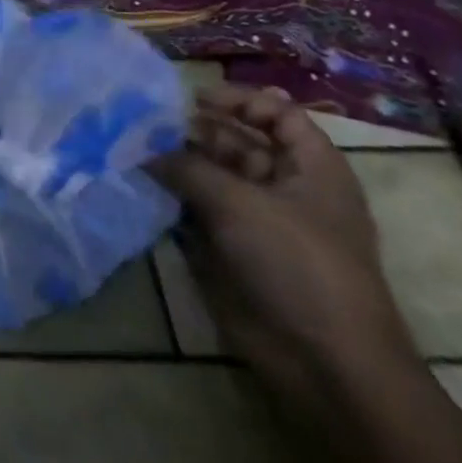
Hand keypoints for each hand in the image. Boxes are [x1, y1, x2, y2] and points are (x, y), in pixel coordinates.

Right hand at [151, 84, 418, 414]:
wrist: (325, 363)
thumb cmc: (296, 264)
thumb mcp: (239, 203)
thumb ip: (188, 168)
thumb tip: (144, 148)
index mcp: (312, 168)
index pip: (278, 114)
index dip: (240, 100)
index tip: (192, 99)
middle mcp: (287, 189)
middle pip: (240, 143)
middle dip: (196, 132)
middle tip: (148, 125)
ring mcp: (260, 223)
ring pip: (215, 178)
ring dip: (179, 165)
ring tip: (136, 151)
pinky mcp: (236, 253)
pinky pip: (200, 214)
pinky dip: (174, 200)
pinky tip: (142, 188)